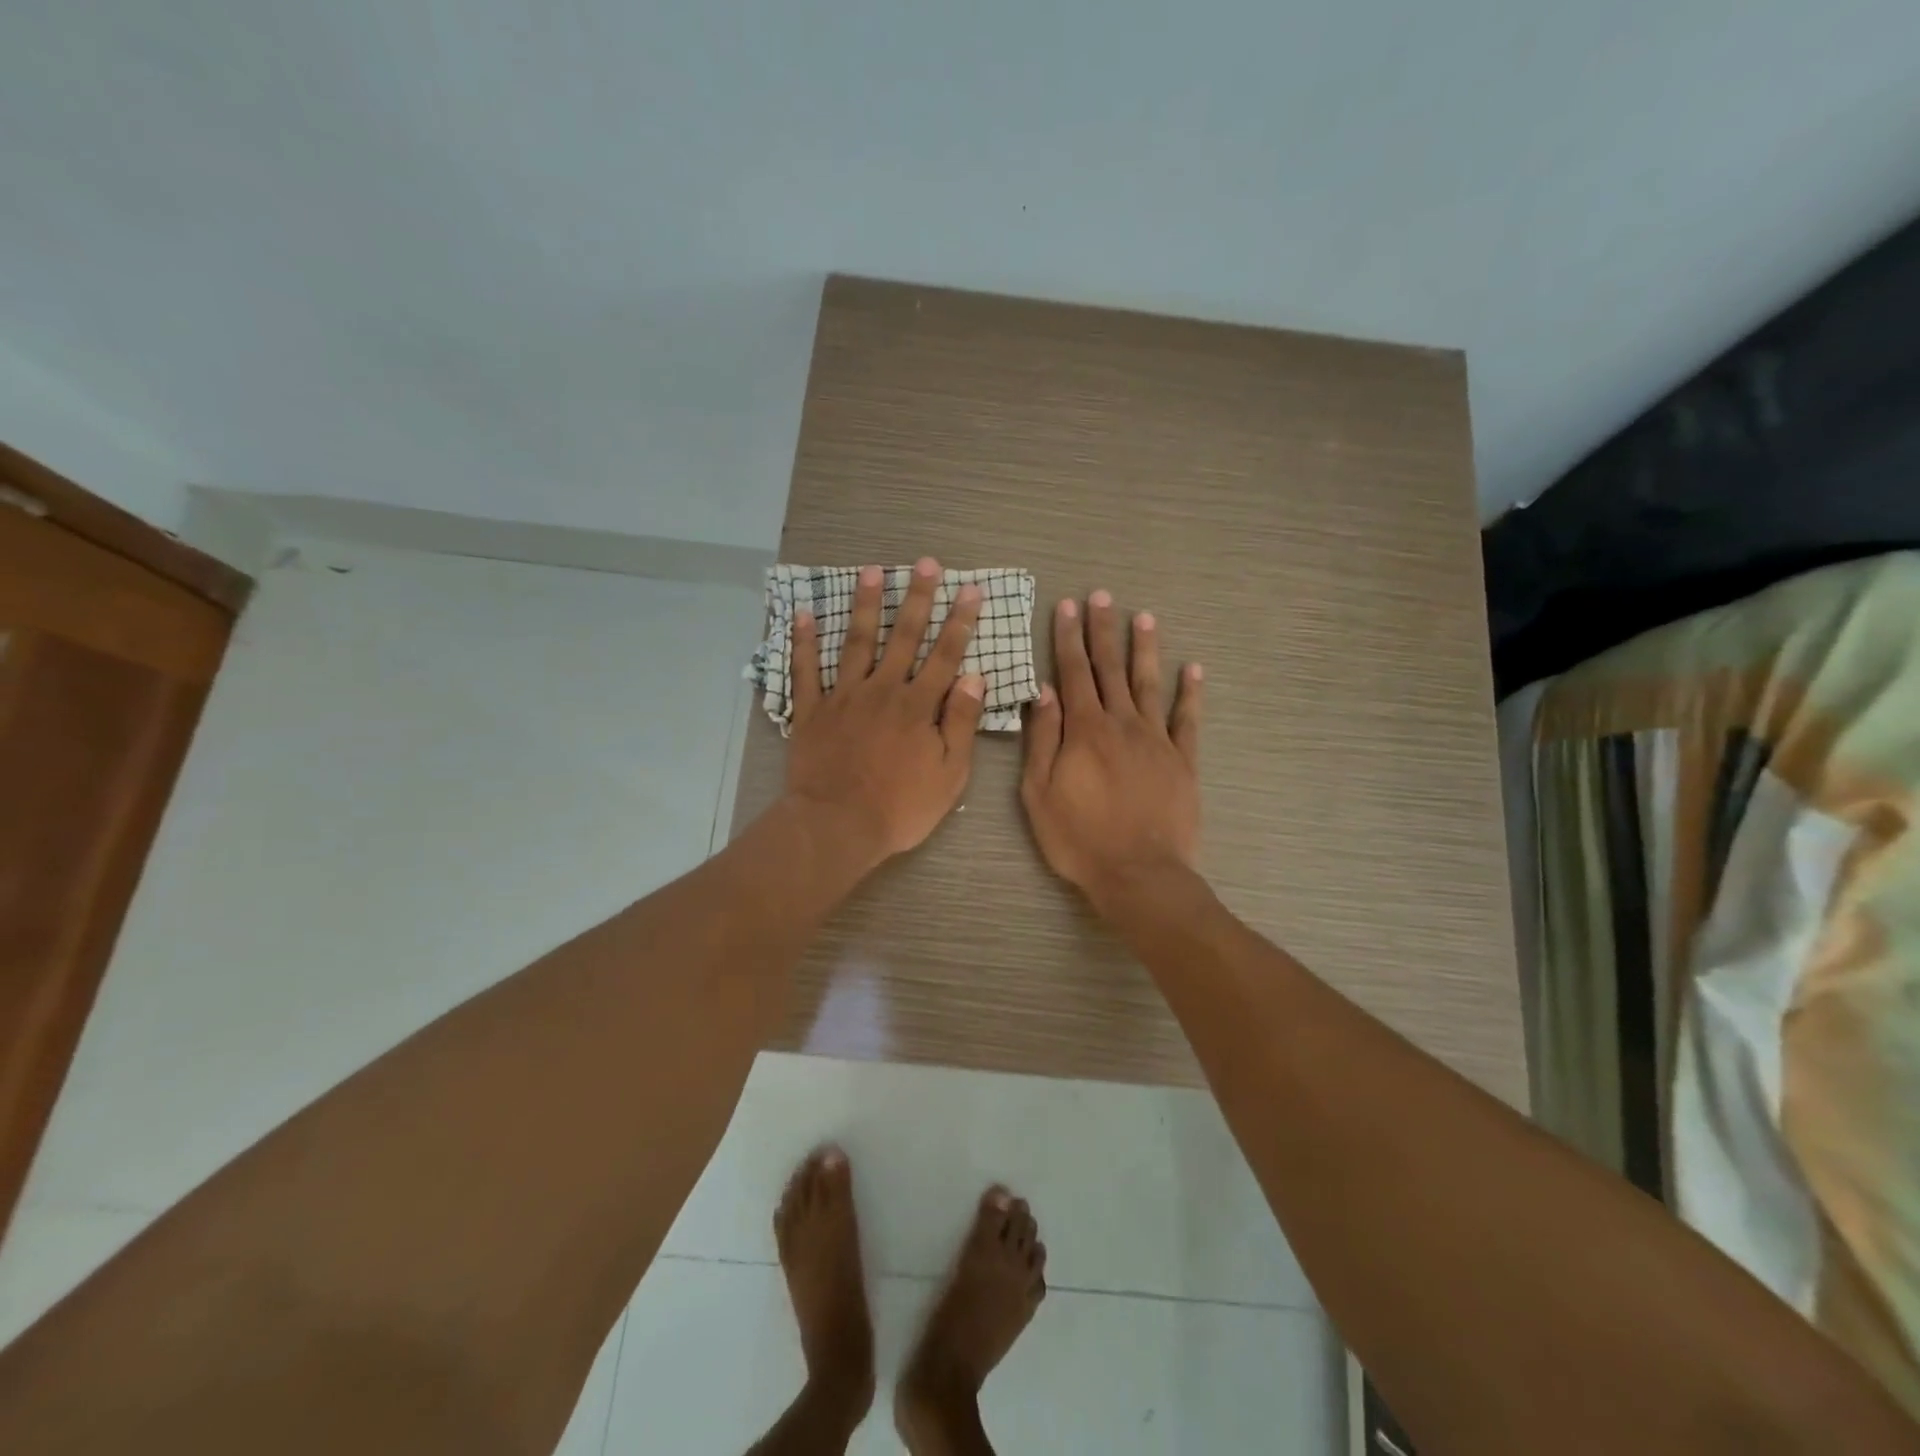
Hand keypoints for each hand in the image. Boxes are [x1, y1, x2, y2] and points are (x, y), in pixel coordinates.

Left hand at [783, 557, 985, 867]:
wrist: (837, 826)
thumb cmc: (900, 807)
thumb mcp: (950, 774)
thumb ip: (962, 723)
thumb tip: (975, 677)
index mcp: (918, 705)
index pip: (946, 655)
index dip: (960, 621)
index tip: (970, 589)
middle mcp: (882, 690)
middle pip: (903, 636)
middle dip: (917, 598)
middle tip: (925, 563)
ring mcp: (843, 697)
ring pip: (855, 642)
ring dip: (864, 605)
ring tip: (871, 570)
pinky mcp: (811, 711)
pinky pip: (805, 671)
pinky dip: (803, 642)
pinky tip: (803, 614)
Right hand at [1021, 590, 1203, 908]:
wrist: (1139, 874)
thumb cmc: (1079, 838)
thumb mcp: (1040, 792)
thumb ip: (1043, 739)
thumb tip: (1045, 692)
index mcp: (1085, 730)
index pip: (1073, 673)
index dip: (1069, 638)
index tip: (1067, 607)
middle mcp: (1122, 724)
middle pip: (1110, 669)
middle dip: (1104, 630)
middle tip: (1102, 596)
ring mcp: (1157, 740)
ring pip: (1149, 684)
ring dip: (1144, 649)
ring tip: (1143, 617)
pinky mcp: (1184, 761)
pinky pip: (1188, 719)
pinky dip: (1191, 692)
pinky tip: (1193, 669)